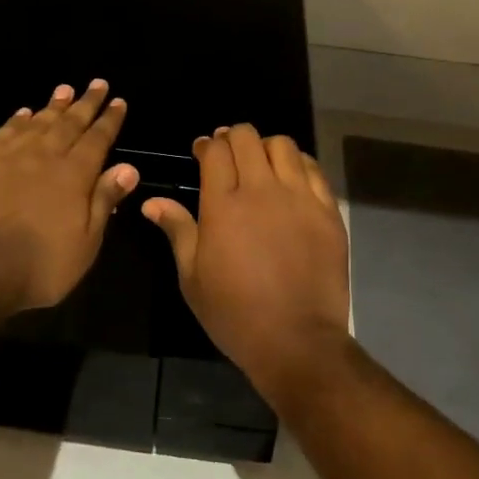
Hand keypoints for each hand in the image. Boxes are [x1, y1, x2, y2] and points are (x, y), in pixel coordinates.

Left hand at [0, 80, 138, 313]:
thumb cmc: (41, 264)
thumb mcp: (86, 241)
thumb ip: (105, 200)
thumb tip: (129, 167)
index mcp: (75, 174)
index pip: (98, 139)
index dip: (110, 120)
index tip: (118, 102)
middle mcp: (45, 156)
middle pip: (70, 123)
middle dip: (86, 103)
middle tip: (97, 83)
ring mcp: (11, 156)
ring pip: (38, 122)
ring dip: (53, 105)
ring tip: (65, 89)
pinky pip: (5, 132)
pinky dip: (17, 120)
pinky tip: (23, 113)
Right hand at [142, 123, 350, 403]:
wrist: (296, 341)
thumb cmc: (234, 313)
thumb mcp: (192, 277)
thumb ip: (177, 230)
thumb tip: (152, 201)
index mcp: (222, 204)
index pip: (215, 150)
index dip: (206, 145)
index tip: (202, 152)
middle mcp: (261, 190)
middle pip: (247, 137)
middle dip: (232, 138)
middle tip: (228, 154)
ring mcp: (299, 198)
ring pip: (282, 145)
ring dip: (266, 147)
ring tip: (260, 164)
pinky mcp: (327, 211)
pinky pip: (313, 169)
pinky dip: (298, 164)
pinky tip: (290, 179)